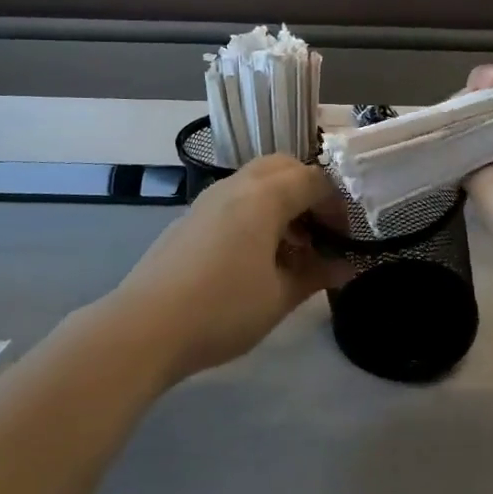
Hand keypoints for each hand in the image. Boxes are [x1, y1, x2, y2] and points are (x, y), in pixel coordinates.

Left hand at [105, 156, 346, 384]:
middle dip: (309, 191)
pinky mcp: (191, 217)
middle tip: (321, 231)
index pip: (314, 179)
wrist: (145, 326)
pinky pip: (235, 199)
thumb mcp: (280, 297)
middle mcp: (236, 185)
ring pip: (256, 181)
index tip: (347, 236)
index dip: (338, 203)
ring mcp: (209, 199)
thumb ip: (317, 274)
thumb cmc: (222, 309)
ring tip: (291, 249)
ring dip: (282, 202)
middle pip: (283, 167)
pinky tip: (256, 257)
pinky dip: (256, 212)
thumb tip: (348, 265)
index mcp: (264, 196)